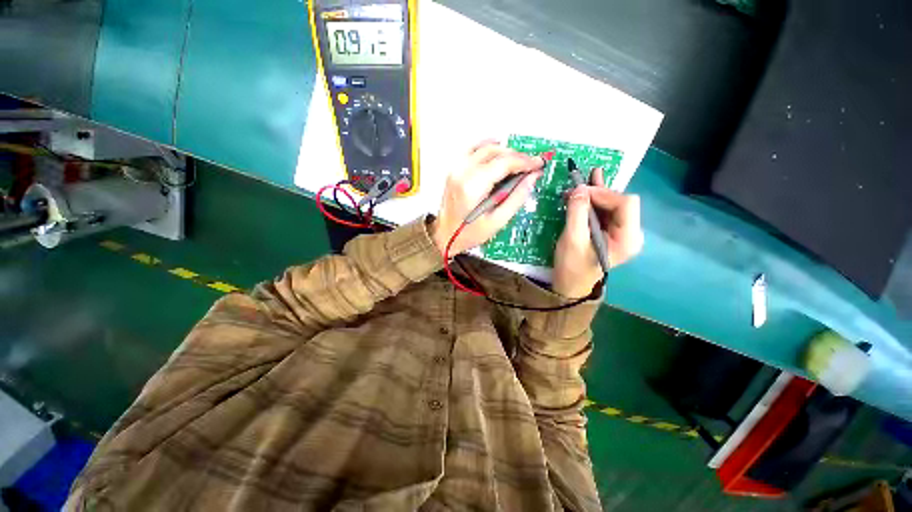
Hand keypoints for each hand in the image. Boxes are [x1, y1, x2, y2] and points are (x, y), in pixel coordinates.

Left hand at [430, 141, 543, 255]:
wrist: (444, 235)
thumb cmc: (467, 233)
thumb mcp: (497, 221)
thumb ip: (516, 198)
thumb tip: (531, 178)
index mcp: (473, 187)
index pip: (504, 163)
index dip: (525, 161)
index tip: (538, 164)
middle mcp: (462, 173)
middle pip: (496, 152)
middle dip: (517, 156)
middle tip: (531, 166)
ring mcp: (456, 169)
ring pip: (485, 148)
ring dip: (505, 151)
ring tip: (518, 163)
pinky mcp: (454, 170)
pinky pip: (472, 149)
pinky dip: (487, 147)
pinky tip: (498, 151)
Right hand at [553, 170, 643, 297]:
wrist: (570, 284)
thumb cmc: (572, 266)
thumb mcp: (573, 239)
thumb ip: (577, 212)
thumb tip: (579, 187)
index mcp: (628, 238)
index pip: (625, 203)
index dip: (604, 193)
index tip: (580, 192)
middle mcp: (631, 233)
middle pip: (620, 202)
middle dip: (598, 193)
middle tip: (575, 189)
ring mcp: (622, 233)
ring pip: (612, 204)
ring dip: (595, 195)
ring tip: (581, 181)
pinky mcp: (611, 233)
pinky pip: (606, 212)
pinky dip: (594, 202)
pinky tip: (587, 190)